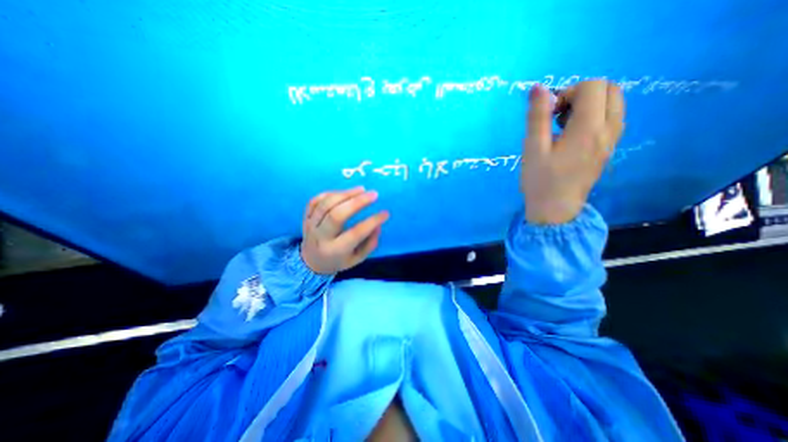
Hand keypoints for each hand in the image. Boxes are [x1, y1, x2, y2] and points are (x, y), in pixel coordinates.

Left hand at [301, 187, 388, 276]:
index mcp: (335, 251)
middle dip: (357, 202)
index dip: (372, 221)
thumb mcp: (357, 259)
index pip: (355, 233)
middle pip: (337, 215)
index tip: (385, 213)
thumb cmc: (338, 260)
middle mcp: (320, 237)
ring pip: (325, 204)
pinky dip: (330, 193)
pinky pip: (315, 201)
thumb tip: (378, 225)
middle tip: (374, 194)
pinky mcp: (305, 217)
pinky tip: (344, 192)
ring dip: (345, 194)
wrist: (311, 262)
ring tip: (362, 189)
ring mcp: (310, 225)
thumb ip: (369, 244)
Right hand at [521, 80, 624, 224]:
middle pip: (609, 89)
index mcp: (589, 128)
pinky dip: (593, 117)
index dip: (567, 92)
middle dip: (581, 94)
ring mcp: (612, 140)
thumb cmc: (540, 181)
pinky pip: (611, 119)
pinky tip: (571, 135)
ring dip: (588, 105)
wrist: (555, 210)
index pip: (592, 86)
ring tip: (562, 126)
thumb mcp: (532, 149)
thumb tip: (538, 88)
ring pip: (613, 103)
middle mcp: (609, 129)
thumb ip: (537, 117)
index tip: (548, 114)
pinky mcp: (608, 149)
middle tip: (556, 116)